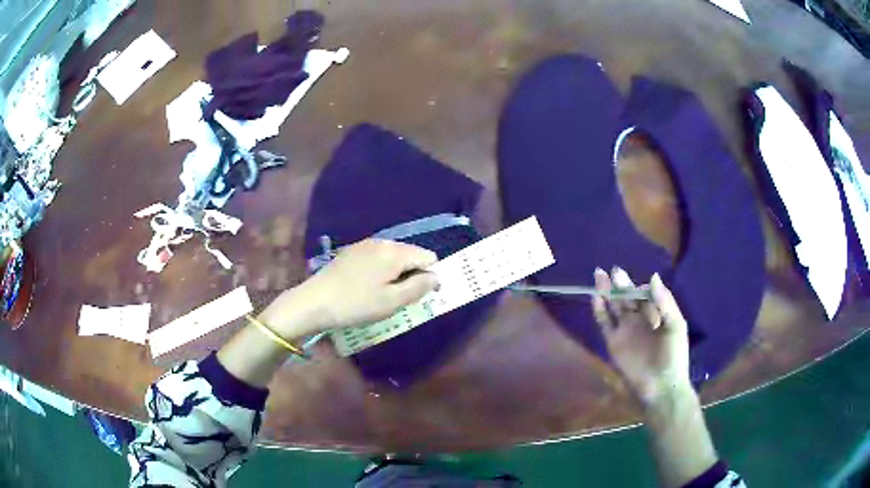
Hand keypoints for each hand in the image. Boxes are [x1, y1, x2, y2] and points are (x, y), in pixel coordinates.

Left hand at [261, 239, 438, 337]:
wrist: (314, 301)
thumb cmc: (356, 304)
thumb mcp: (392, 301)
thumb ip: (419, 287)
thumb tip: (436, 277)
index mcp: (395, 252)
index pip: (428, 257)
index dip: (431, 276)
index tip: (421, 297)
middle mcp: (382, 242)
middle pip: (411, 255)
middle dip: (413, 275)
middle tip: (401, 299)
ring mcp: (365, 245)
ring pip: (394, 257)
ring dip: (397, 274)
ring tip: (384, 296)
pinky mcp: (352, 252)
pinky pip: (378, 258)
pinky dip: (382, 271)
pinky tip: (368, 288)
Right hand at [592, 267, 691, 407]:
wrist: (661, 386)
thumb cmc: (674, 355)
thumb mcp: (675, 325)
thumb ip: (664, 301)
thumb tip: (652, 276)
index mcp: (656, 314)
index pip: (644, 294)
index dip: (637, 285)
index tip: (632, 281)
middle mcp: (639, 319)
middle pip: (626, 297)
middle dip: (619, 283)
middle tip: (612, 270)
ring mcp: (625, 330)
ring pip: (613, 307)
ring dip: (606, 292)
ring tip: (599, 275)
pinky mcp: (613, 343)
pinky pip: (605, 323)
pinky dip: (600, 311)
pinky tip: (596, 298)